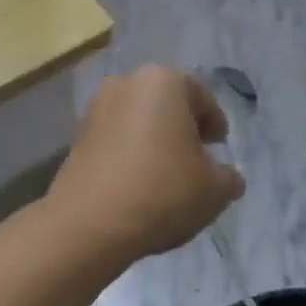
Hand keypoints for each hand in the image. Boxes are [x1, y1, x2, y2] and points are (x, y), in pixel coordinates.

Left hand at [47, 66, 245, 260]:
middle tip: (197, 159)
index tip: (219, 148)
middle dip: (183, 128)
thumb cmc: (162, 192)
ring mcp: (95, 109)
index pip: (201, 97)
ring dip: (154, 140)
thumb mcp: (215, 189)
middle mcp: (125, 84)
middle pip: (166, 104)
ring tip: (167, 175)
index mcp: (163, 82)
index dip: (216, 124)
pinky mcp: (76, 138)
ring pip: (138, 121)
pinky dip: (130, 154)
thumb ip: (228, 177)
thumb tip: (226, 177)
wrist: (90, 223)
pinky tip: (139, 183)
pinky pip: (116, 140)